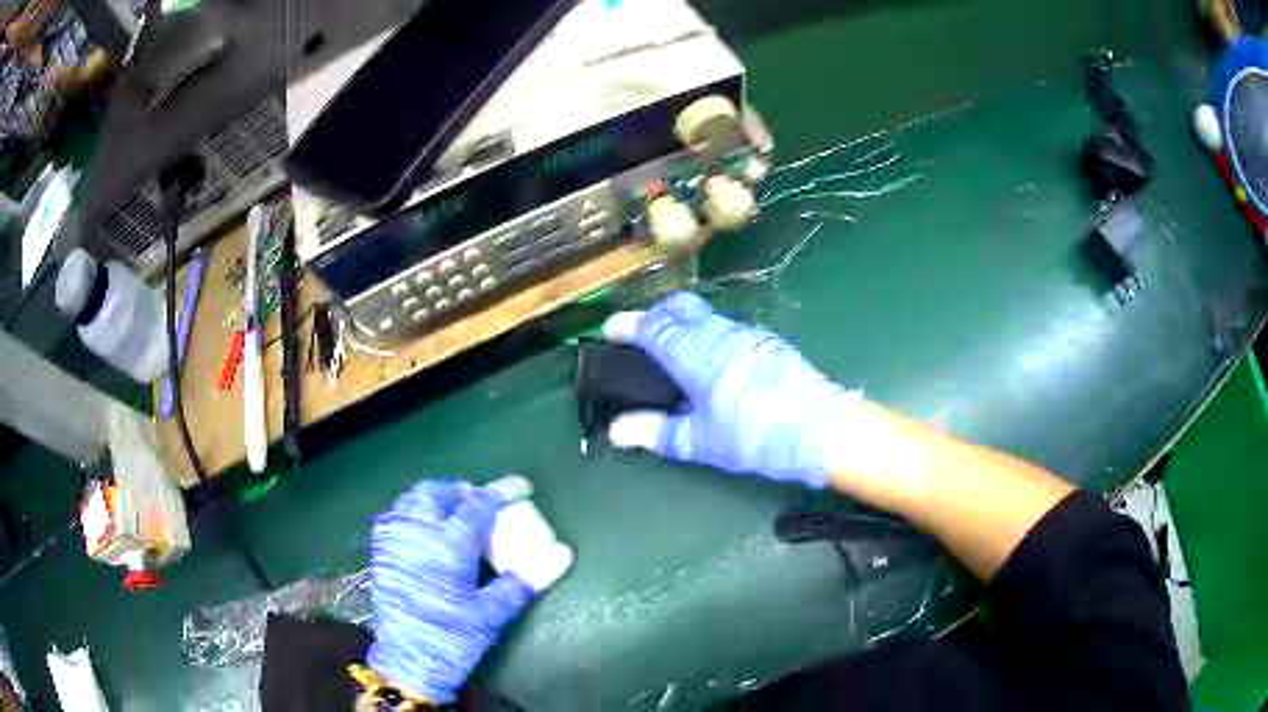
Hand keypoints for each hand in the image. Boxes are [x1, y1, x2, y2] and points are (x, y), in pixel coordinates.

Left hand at [367, 481, 560, 702]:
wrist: (409, 661)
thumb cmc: (454, 638)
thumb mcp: (493, 611)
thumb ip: (525, 578)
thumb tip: (562, 554)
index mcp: (448, 546)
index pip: (479, 504)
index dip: (502, 491)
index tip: (522, 486)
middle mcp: (417, 533)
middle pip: (438, 492)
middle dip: (463, 491)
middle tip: (482, 504)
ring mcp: (394, 540)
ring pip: (412, 499)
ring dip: (437, 499)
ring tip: (455, 514)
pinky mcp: (380, 551)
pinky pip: (395, 515)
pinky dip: (414, 511)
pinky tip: (425, 531)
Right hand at [603, 292, 860, 488]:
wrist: (821, 429)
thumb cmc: (756, 437)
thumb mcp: (701, 442)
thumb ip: (656, 433)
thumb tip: (616, 431)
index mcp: (697, 355)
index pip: (653, 328)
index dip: (628, 325)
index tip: (609, 329)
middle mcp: (719, 334)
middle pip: (679, 308)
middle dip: (654, 315)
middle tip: (639, 337)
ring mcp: (746, 334)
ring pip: (704, 316)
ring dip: (681, 324)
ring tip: (671, 352)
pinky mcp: (766, 342)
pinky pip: (725, 327)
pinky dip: (706, 333)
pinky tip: (709, 361)